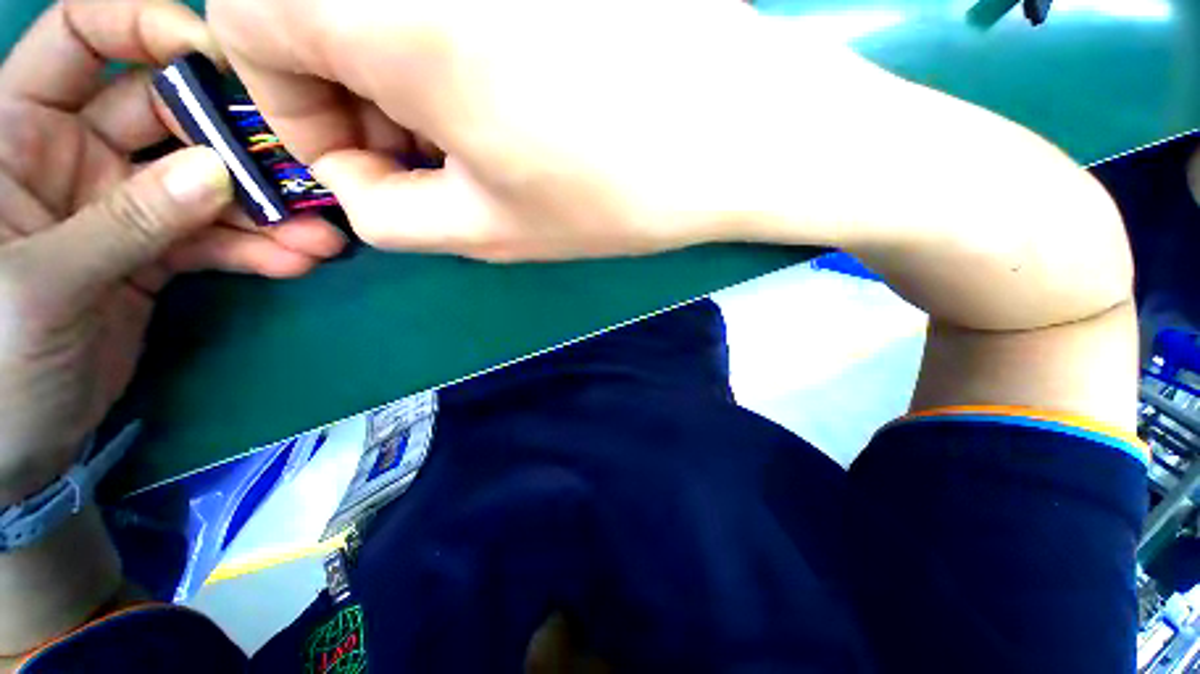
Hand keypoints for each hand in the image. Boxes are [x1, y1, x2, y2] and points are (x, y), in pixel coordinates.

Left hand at [0, 0, 345, 504]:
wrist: (18, 436)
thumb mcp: (42, 285)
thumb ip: (124, 221)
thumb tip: (215, 175)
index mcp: (21, 131)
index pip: (83, 37)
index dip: (147, 29)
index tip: (218, 60)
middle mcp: (74, 152)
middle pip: (165, 113)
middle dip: (232, 140)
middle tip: (299, 174)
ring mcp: (121, 204)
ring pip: (204, 184)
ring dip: (265, 210)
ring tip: (319, 239)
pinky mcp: (155, 251)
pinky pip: (216, 238)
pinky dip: (257, 250)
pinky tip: (296, 262)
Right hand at [209, 0, 888, 260]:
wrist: (735, 136)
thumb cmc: (614, 191)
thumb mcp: (489, 229)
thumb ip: (390, 214)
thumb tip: (355, 186)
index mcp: (379, 2)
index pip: (245, 21)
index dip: (289, 101)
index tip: (366, 161)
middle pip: (307, 6)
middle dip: (347, 94)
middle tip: (425, 161)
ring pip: (380, 3)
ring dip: (400, 76)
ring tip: (473, 142)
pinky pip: (450, 3)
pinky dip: (446, 48)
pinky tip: (508, 99)